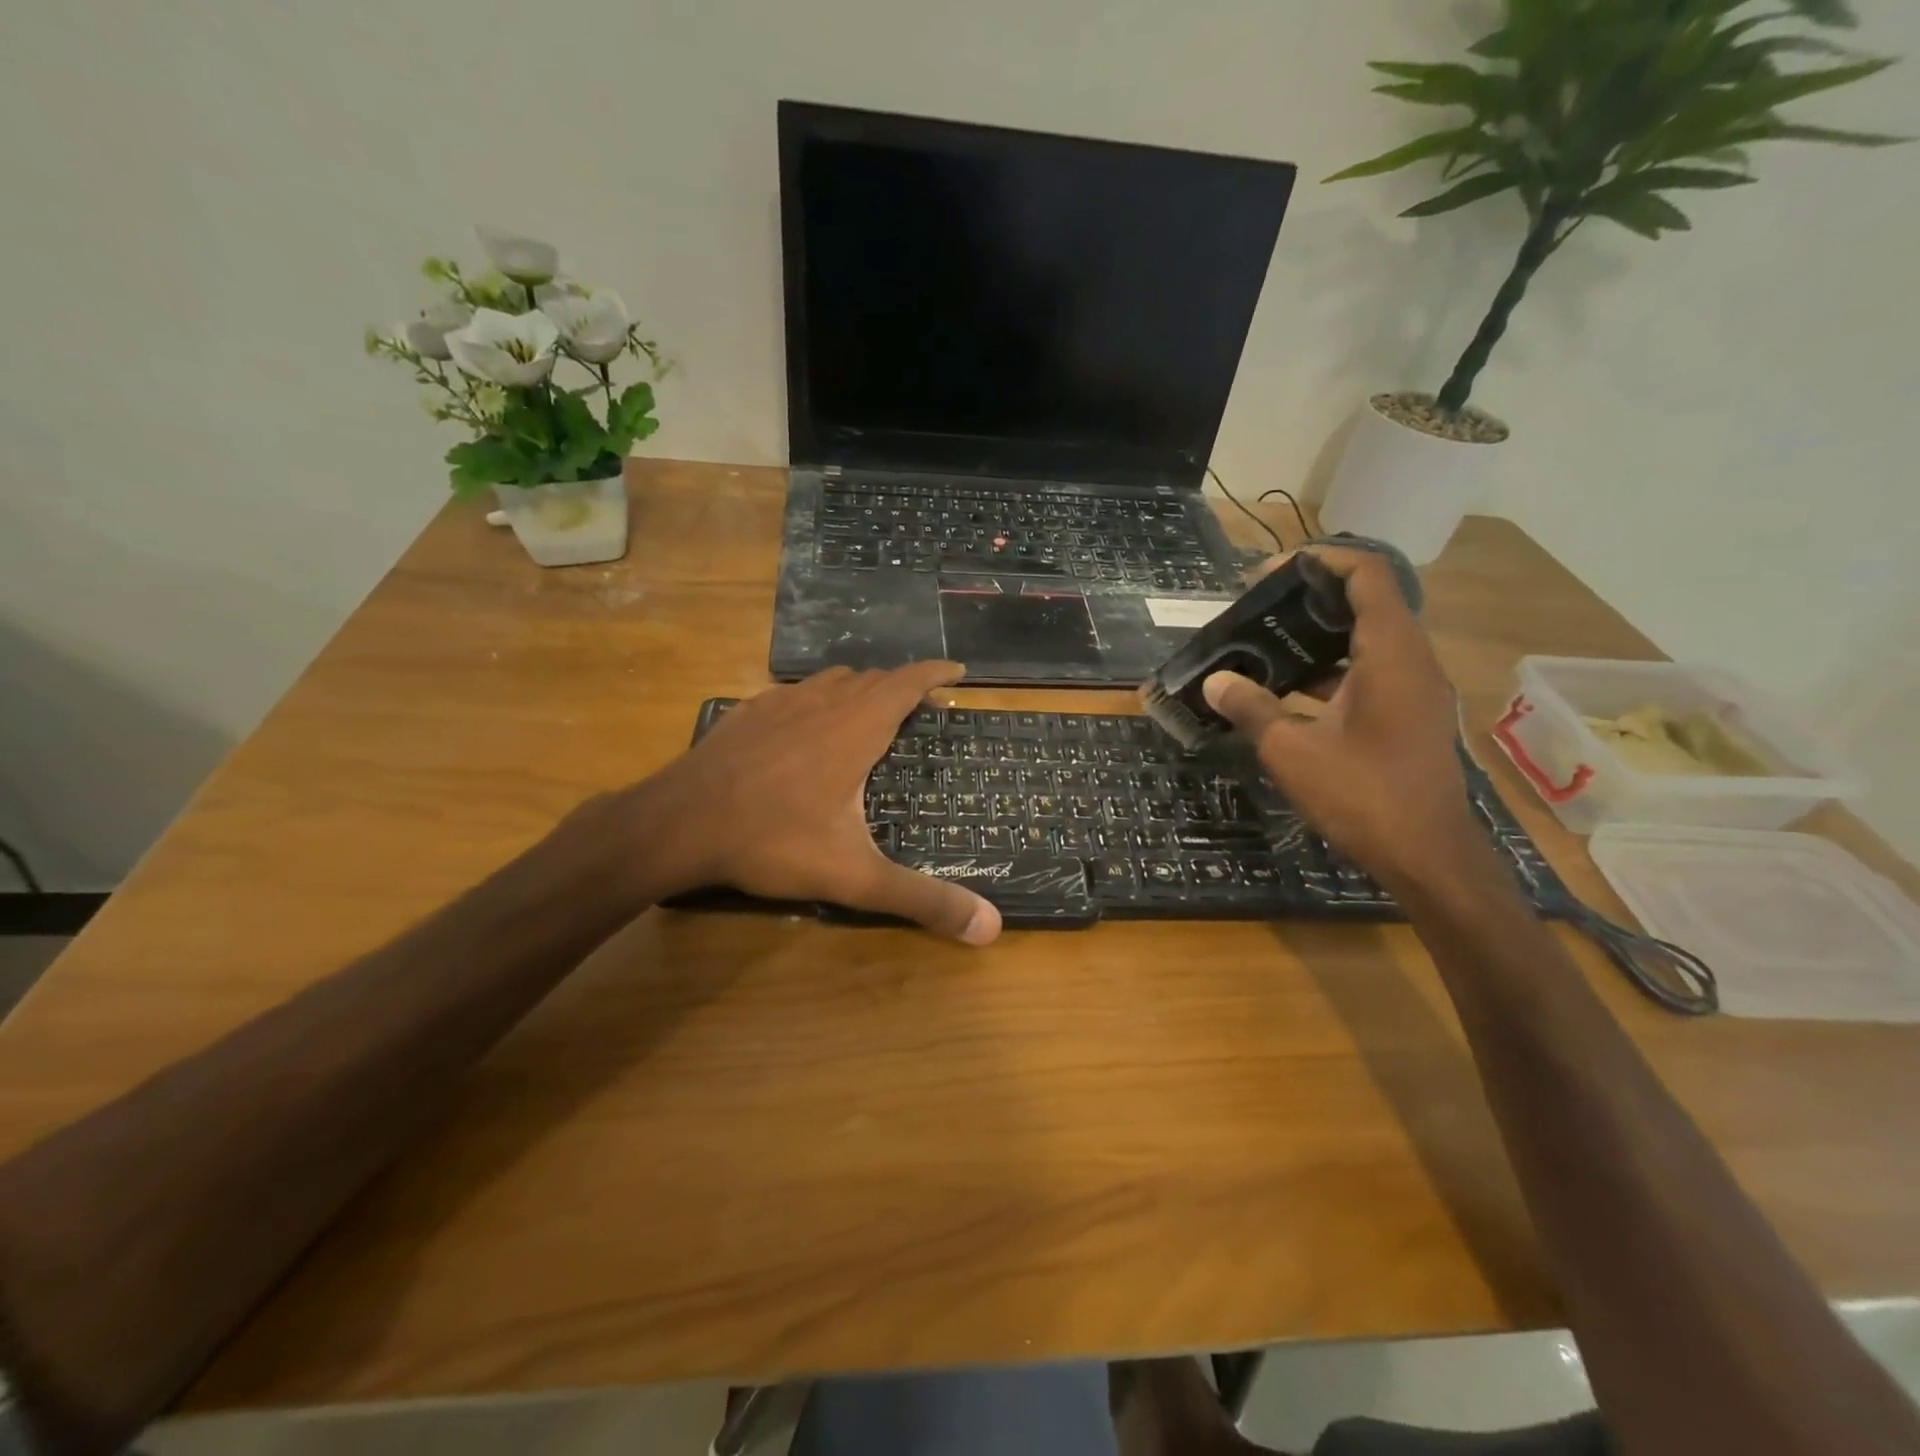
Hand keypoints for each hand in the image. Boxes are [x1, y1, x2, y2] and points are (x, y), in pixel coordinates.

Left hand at [629, 663, 1001, 943]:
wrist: (677, 824)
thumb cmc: (772, 840)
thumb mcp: (854, 877)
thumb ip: (921, 899)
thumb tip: (991, 929)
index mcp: (855, 728)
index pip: (906, 683)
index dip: (935, 673)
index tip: (958, 671)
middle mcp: (822, 703)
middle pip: (872, 678)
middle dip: (901, 686)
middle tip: (920, 707)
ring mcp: (779, 703)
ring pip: (831, 680)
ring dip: (859, 688)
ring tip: (870, 711)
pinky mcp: (747, 712)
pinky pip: (794, 692)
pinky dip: (816, 698)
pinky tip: (806, 724)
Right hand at [1200, 547, 1478, 887]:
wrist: (1428, 857)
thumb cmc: (1363, 795)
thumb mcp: (1292, 751)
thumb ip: (1252, 708)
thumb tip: (1215, 680)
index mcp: (1391, 654)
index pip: (1367, 576)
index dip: (1321, 560)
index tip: (1271, 572)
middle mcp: (1412, 661)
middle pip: (1367, 603)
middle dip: (1311, 599)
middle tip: (1258, 609)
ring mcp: (1415, 691)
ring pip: (1367, 641)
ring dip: (1319, 637)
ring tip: (1265, 644)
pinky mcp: (1410, 717)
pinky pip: (1370, 673)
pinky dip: (1332, 670)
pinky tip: (1288, 691)